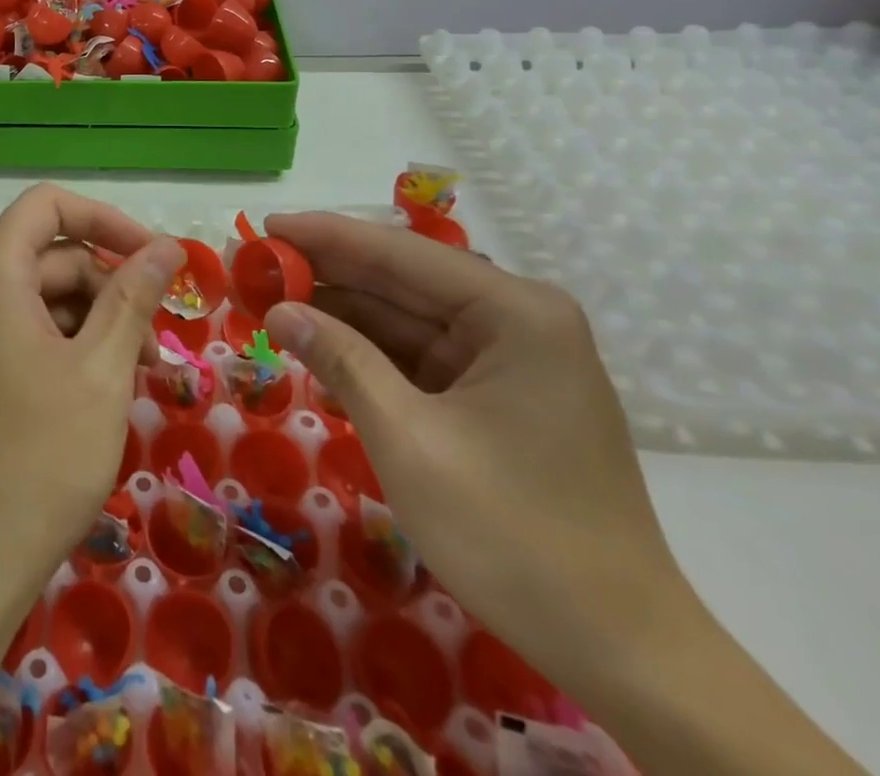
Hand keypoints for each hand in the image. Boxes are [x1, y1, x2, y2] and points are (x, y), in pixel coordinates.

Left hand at [0, 187, 185, 775]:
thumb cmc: (38, 460)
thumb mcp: (101, 371)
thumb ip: (133, 297)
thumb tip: (166, 246)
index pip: (49, 205)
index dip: (108, 220)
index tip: (158, 259)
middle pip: (49, 255)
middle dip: (109, 287)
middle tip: (158, 344)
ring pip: (40, 298)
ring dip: (94, 323)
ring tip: (138, 376)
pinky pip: (22, 332)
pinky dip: (66, 348)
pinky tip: (100, 393)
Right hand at [261, 213, 681, 683]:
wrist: (623, 654)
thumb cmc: (514, 535)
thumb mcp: (408, 439)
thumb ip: (342, 360)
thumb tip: (279, 311)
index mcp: (513, 312)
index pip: (398, 253)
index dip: (324, 236)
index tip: (264, 226)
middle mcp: (517, 320)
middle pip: (402, 281)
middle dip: (326, 275)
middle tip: (256, 267)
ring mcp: (511, 359)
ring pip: (406, 319)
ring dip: (341, 314)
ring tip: (272, 303)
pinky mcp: (500, 396)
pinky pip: (421, 358)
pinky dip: (369, 354)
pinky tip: (318, 349)